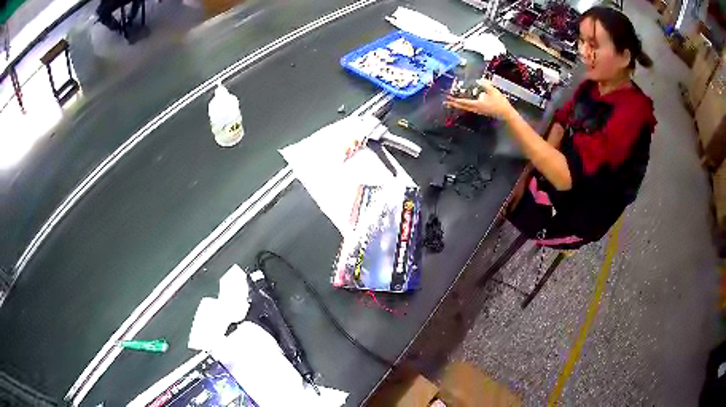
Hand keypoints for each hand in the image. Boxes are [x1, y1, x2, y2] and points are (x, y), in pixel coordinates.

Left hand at [445, 79, 512, 118]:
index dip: (455, 99)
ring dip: (458, 104)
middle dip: (454, 103)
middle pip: (462, 106)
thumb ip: (485, 85)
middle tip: (445, 101)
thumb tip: (478, 80)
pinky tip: (463, 102)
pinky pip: (469, 107)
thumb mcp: (493, 91)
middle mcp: (475, 108)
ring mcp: (478, 110)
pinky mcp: (480, 110)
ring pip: (465, 107)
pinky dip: (464, 105)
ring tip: (451, 102)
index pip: (463, 102)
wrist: (506, 114)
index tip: (448, 97)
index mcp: (477, 104)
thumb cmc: (500, 103)